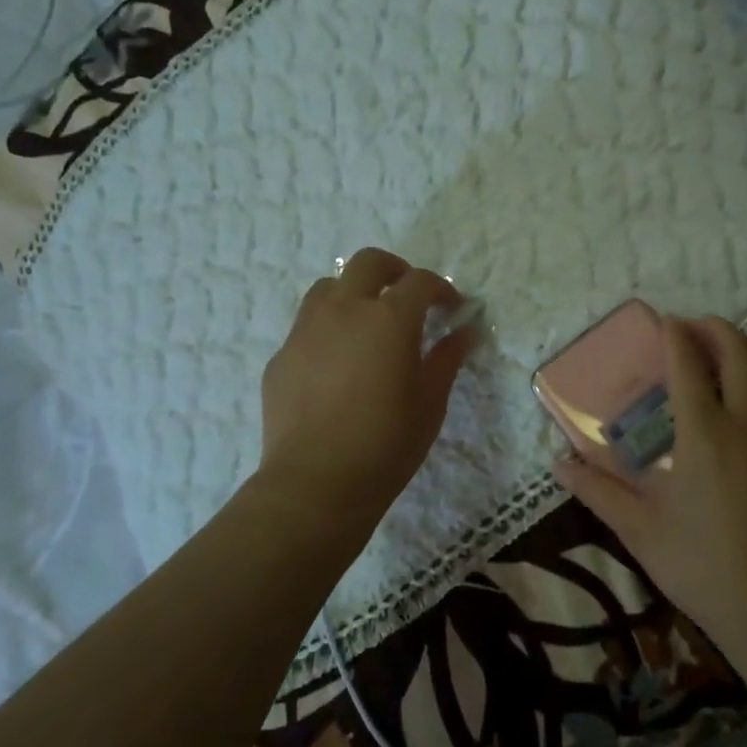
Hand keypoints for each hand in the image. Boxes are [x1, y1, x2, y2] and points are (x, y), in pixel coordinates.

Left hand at [259, 248, 476, 532]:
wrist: (316, 483)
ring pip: (329, 287)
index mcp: (389, 319)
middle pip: (368, 263)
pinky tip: (335, 366)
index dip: (441, 289)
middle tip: (407, 296)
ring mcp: (306, 330)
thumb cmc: (386, 444)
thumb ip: (447, 359)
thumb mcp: (430, 402)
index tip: (452, 307)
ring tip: (365, 324)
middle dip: (394, 270)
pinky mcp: (281, 355)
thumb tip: (465, 332)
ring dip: (353, 294)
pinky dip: (327, 330)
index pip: (420, 282)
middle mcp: (345, 311)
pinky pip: (306, 327)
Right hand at [552, 315, 746, 644]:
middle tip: (694, 327)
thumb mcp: (639, 529)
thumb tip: (557, 465)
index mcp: (704, 433)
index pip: (688, 364)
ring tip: (725, 350)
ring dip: (746, 349)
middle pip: (738, 352)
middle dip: (715, 329)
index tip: (664, 322)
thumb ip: (597, 491)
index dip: (675, 336)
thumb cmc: (700, 564)